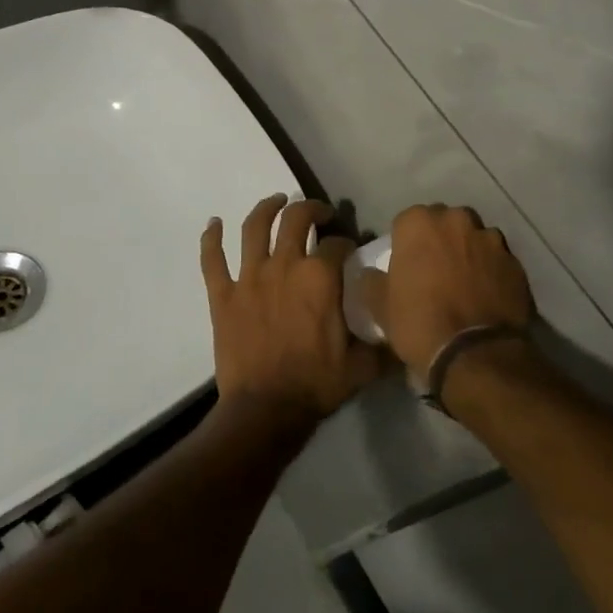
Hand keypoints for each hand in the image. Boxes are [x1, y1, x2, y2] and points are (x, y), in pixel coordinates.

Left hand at [201, 195, 387, 427]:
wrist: (265, 411)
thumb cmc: (317, 385)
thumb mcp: (363, 365)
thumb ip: (384, 343)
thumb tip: (402, 330)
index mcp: (320, 277)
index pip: (337, 243)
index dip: (347, 242)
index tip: (350, 249)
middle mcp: (285, 266)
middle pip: (295, 218)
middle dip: (310, 209)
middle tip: (318, 214)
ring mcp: (249, 277)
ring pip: (254, 228)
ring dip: (266, 208)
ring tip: (276, 201)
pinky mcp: (223, 295)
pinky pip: (212, 259)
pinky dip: (210, 238)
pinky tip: (213, 223)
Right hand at [370, 204, 535, 371]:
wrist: (474, 353)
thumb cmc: (419, 322)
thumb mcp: (380, 306)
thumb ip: (372, 282)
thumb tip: (370, 275)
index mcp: (420, 223)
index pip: (407, 221)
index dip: (406, 243)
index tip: (407, 265)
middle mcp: (457, 220)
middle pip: (445, 223)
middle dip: (440, 240)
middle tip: (434, 271)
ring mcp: (491, 239)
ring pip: (474, 238)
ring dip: (468, 252)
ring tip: (464, 283)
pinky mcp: (516, 262)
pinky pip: (497, 260)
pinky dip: (491, 271)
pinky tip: (485, 295)